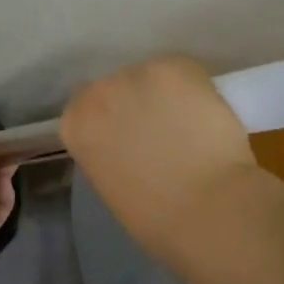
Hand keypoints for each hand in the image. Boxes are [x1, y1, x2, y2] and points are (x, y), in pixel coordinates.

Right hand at [61, 56, 256, 238]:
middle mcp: (99, 89)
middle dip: (138, 103)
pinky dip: (197, 90)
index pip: (87, 107)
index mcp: (76, 123)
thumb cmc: (156, 217)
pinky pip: (185, 73)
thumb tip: (129, 143)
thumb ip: (109, 152)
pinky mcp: (176, 66)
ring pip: (154, 77)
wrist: (207, 209)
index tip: (131, 136)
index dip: (114, 119)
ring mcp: (138, 73)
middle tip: (163, 131)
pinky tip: (207, 115)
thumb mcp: (111, 184)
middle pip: (119, 86)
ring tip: (191, 124)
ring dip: (167, 95)